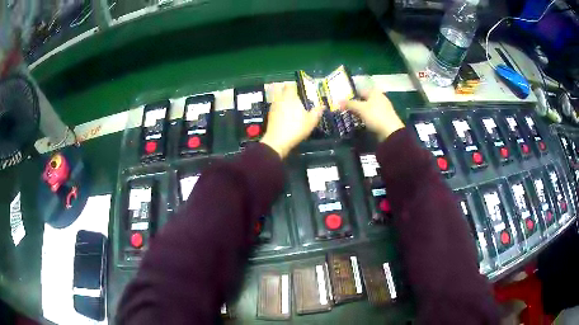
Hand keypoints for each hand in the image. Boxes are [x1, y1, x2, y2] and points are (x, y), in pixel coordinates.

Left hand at [261, 84, 323, 158]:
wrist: (277, 141)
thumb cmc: (296, 128)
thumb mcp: (311, 121)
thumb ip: (317, 112)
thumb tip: (323, 106)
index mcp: (290, 97)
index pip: (290, 85)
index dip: (293, 85)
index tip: (298, 87)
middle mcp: (280, 99)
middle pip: (280, 89)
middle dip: (285, 89)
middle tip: (292, 93)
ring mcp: (273, 107)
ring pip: (276, 97)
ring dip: (281, 97)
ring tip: (288, 103)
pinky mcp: (269, 115)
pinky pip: (274, 106)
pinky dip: (278, 106)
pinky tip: (283, 113)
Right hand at [342, 90, 404, 141]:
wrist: (391, 132)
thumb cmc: (375, 116)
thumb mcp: (360, 108)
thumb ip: (349, 104)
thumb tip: (338, 101)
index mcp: (374, 92)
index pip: (359, 90)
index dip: (350, 95)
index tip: (342, 101)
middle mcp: (379, 98)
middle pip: (363, 99)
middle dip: (354, 104)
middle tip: (344, 109)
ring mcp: (382, 108)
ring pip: (367, 108)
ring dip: (359, 112)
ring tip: (349, 116)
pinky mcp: (383, 118)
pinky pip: (370, 115)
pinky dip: (364, 117)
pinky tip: (359, 121)